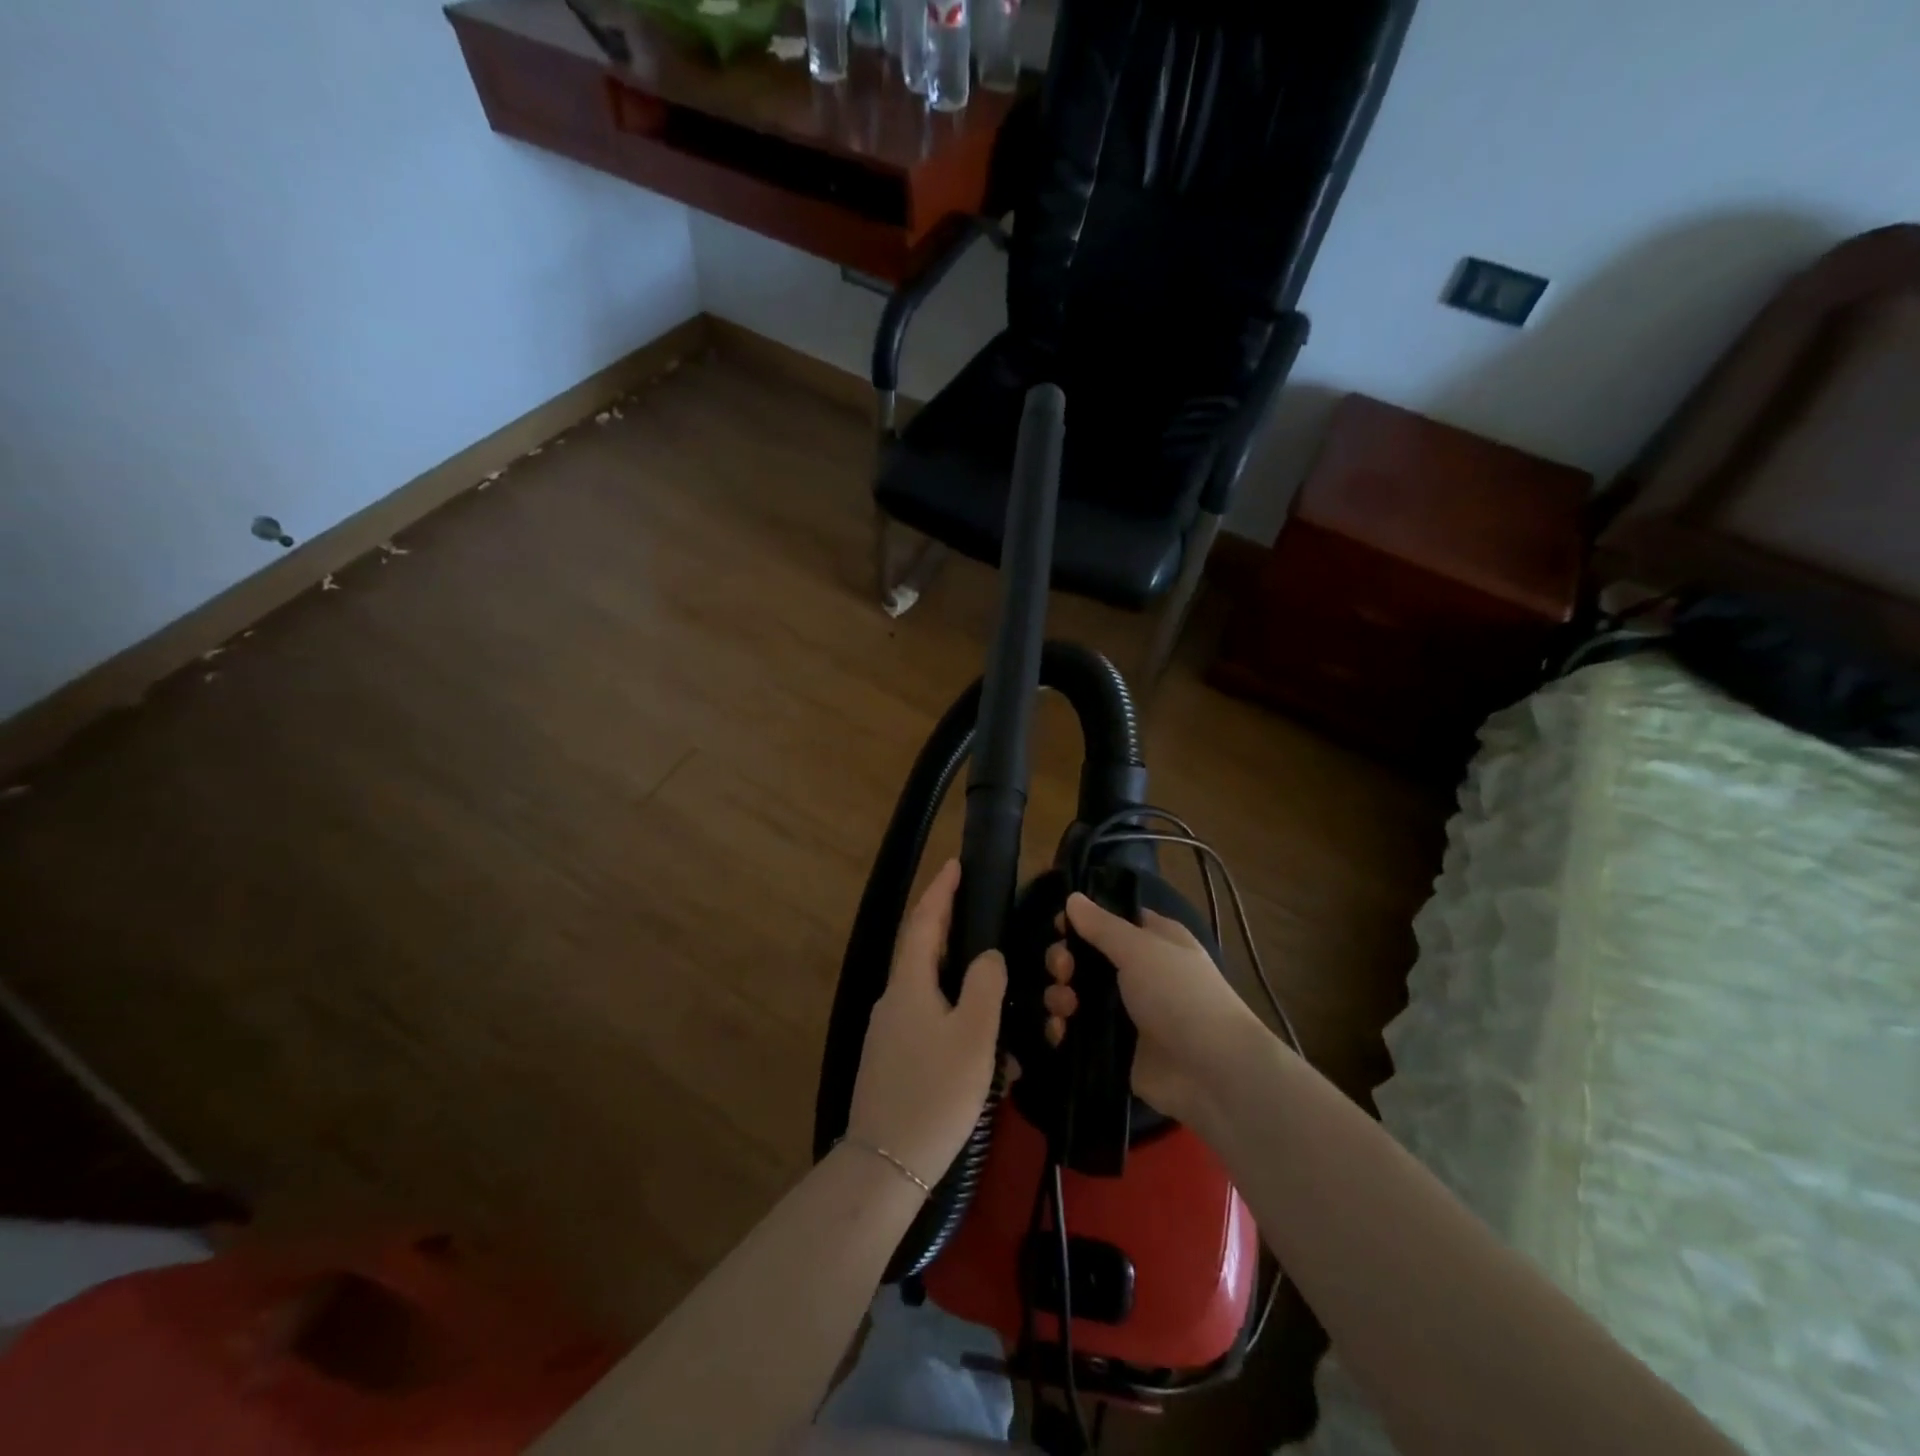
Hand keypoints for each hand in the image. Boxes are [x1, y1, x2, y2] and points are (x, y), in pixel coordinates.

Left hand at [846, 859, 1007, 1188]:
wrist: (887, 1166)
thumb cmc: (934, 1092)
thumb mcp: (973, 1034)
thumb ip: (984, 985)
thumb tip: (987, 956)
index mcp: (909, 983)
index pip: (924, 921)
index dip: (940, 890)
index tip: (954, 864)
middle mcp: (895, 1000)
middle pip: (926, 952)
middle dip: (955, 933)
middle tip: (986, 921)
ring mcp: (892, 1033)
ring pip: (935, 994)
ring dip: (966, 990)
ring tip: (1002, 999)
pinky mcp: (896, 1062)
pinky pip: (934, 1028)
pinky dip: (962, 1027)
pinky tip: (991, 1054)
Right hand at [1044, 891, 1267, 1125]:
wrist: (1211, 1072)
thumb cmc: (1179, 995)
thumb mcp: (1140, 949)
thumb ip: (1101, 925)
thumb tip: (1073, 898)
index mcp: (1151, 941)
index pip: (1108, 921)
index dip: (1081, 921)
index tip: (1059, 926)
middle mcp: (1136, 973)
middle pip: (1084, 958)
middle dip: (1063, 960)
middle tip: (1063, 970)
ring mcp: (1124, 1013)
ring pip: (1075, 994)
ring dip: (1059, 995)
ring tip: (1065, 1006)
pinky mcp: (1114, 1048)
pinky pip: (1077, 1032)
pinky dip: (1063, 1030)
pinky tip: (1061, 1031)